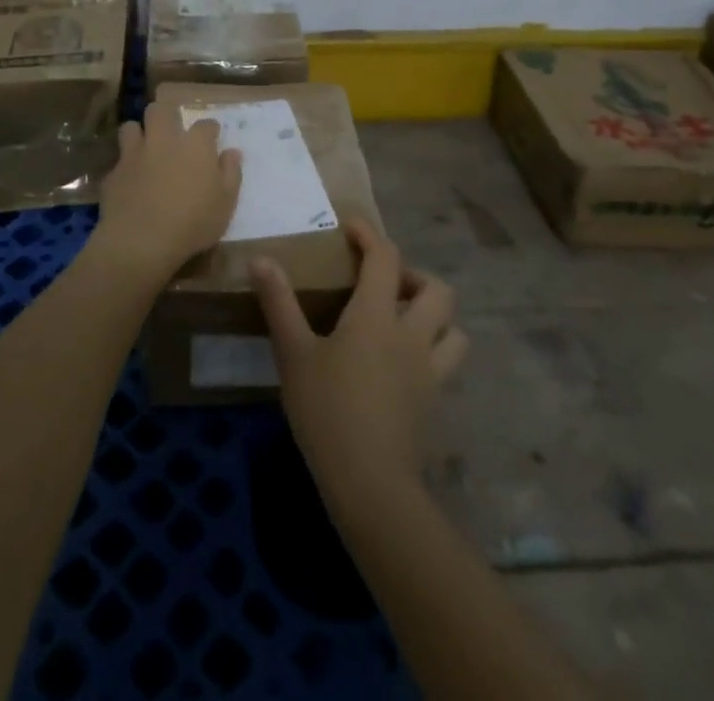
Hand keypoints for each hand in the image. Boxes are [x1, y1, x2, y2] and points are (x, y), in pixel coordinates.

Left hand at [93, 101, 242, 284]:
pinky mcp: (114, 172)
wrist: (142, 240)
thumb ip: (231, 174)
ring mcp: (135, 154)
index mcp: (195, 145)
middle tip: (171, 129)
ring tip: (144, 148)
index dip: (210, 130)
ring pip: (131, 127)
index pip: (206, 125)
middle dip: (166, 114)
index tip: (212, 138)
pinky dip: (125, 166)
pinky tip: (129, 180)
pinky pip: (118, 160)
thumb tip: (232, 152)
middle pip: (161, 110)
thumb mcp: (226, 203)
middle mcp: (164, 140)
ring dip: (138, 134)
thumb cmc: (193, 223)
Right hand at [251, 220, 467, 504]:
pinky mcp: (434, 402)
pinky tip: (404, 365)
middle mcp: (411, 334)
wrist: (370, 484)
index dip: (370, 235)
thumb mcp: (294, 354)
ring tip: (403, 322)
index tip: (351, 228)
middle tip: (384, 285)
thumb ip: (279, 303)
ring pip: (453, 329)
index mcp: (376, 315)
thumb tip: (260, 259)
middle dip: (413, 277)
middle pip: (436, 290)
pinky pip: (446, 364)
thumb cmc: (327, 411)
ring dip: (434, 316)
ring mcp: (429, 370)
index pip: (384, 257)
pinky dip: (433, 352)